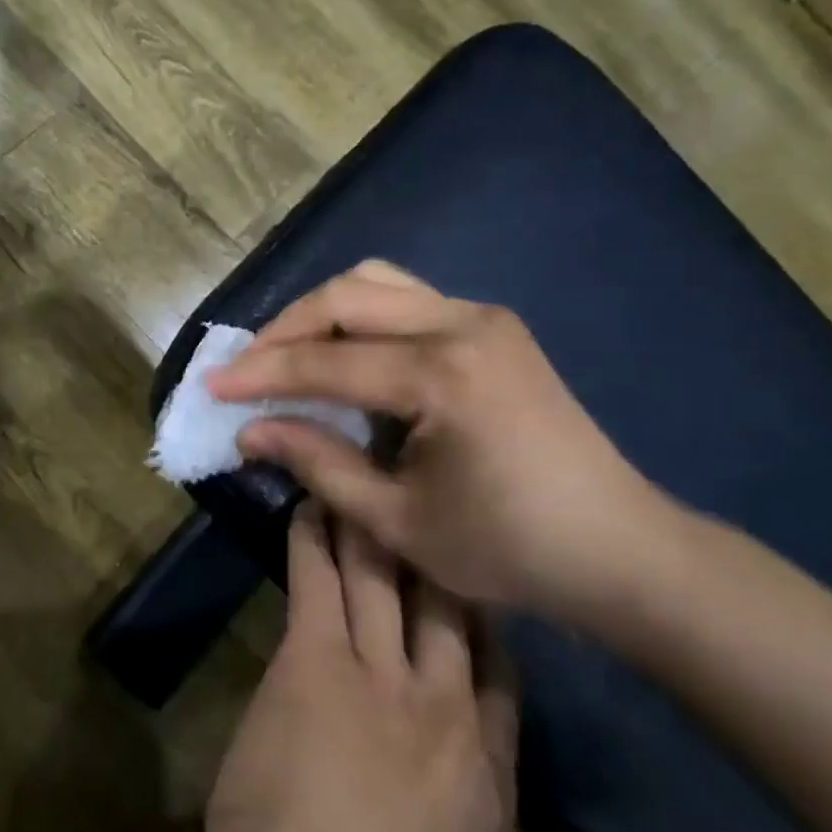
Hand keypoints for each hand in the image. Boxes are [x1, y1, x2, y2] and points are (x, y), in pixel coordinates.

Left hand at [194, 502, 516, 831]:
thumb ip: (455, 816)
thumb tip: (445, 778)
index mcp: (490, 779)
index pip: (503, 675)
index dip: (485, 618)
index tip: (472, 580)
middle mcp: (447, 713)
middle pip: (451, 606)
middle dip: (438, 549)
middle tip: (422, 495)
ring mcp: (382, 681)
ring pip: (386, 578)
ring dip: (371, 525)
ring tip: (358, 478)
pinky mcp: (316, 665)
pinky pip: (320, 582)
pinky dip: (315, 539)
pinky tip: (308, 506)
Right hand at [206, 261, 676, 623]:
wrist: (618, 548)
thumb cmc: (508, 548)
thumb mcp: (397, 520)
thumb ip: (319, 463)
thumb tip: (251, 431)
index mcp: (442, 376)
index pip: (326, 360)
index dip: (261, 373)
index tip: (212, 385)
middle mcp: (462, 324)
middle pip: (348, 295)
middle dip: (286, 328)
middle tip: (247, 368)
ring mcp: (484, 317)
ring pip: (378, 283)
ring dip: (324, 313)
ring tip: (289, 355)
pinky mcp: (494, 326)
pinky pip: (408, 299)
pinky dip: (362, 318)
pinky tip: (346, 356)